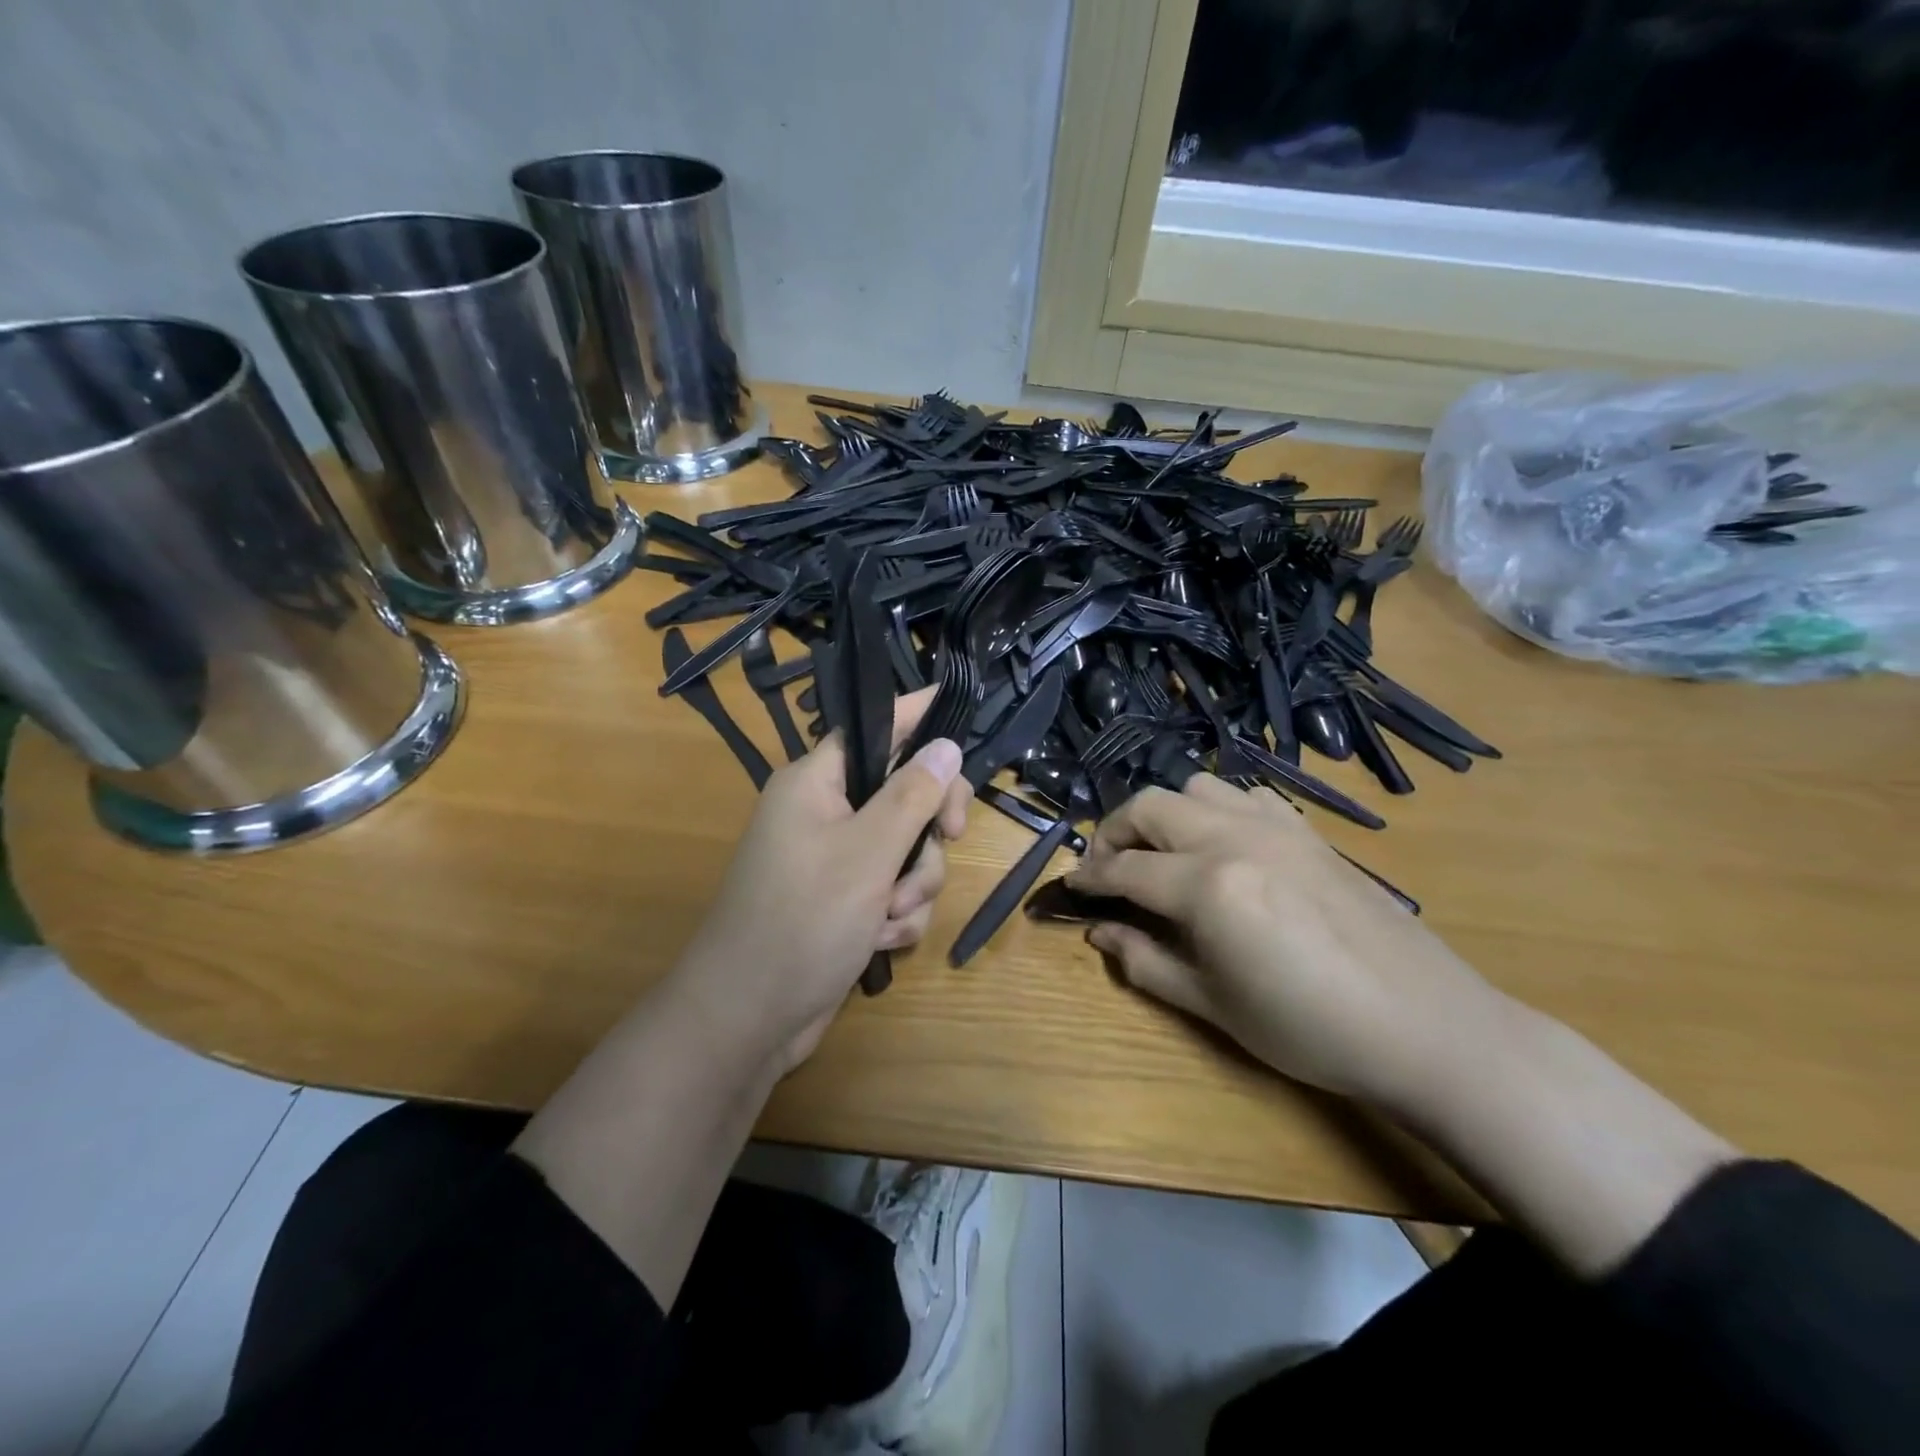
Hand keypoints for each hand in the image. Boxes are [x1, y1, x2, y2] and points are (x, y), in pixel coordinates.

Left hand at [671, 686, 970, 1075]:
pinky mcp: (846, 903)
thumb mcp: (868, 853)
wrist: (749, 1019)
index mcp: (816, 783)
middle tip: (951, 836)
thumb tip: (946, 744)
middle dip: (928, 828)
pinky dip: (897, 915)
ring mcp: (836, 862)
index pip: (874, 729)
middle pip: (904, 793)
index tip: (956, 703)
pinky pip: (894, 891)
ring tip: (888, 916)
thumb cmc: (803, 921)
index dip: (916, 715)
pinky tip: (880, 941)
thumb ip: (912, 795)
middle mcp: (826, 814)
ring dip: (913, 885)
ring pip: (907, 850)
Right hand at [1069, 774, 1504, 1105]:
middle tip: (1109, 869)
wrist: (1425, 1025)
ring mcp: (1276, 826)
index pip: (1125, 869)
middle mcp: (1235, 838)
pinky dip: (1217, 809)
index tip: (1071, 888)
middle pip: (1149, 806)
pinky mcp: (1307, 831)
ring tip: (1164, 853)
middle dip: (1114, 832)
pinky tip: (1225, 846)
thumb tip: (1099, 932)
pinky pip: (1246, 796)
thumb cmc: (1310, 1029)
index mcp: (1208, 886)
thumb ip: (1146, 961)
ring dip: (1165, 813)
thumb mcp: (1215, 1007)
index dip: (1090, 878)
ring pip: (1196, 787)